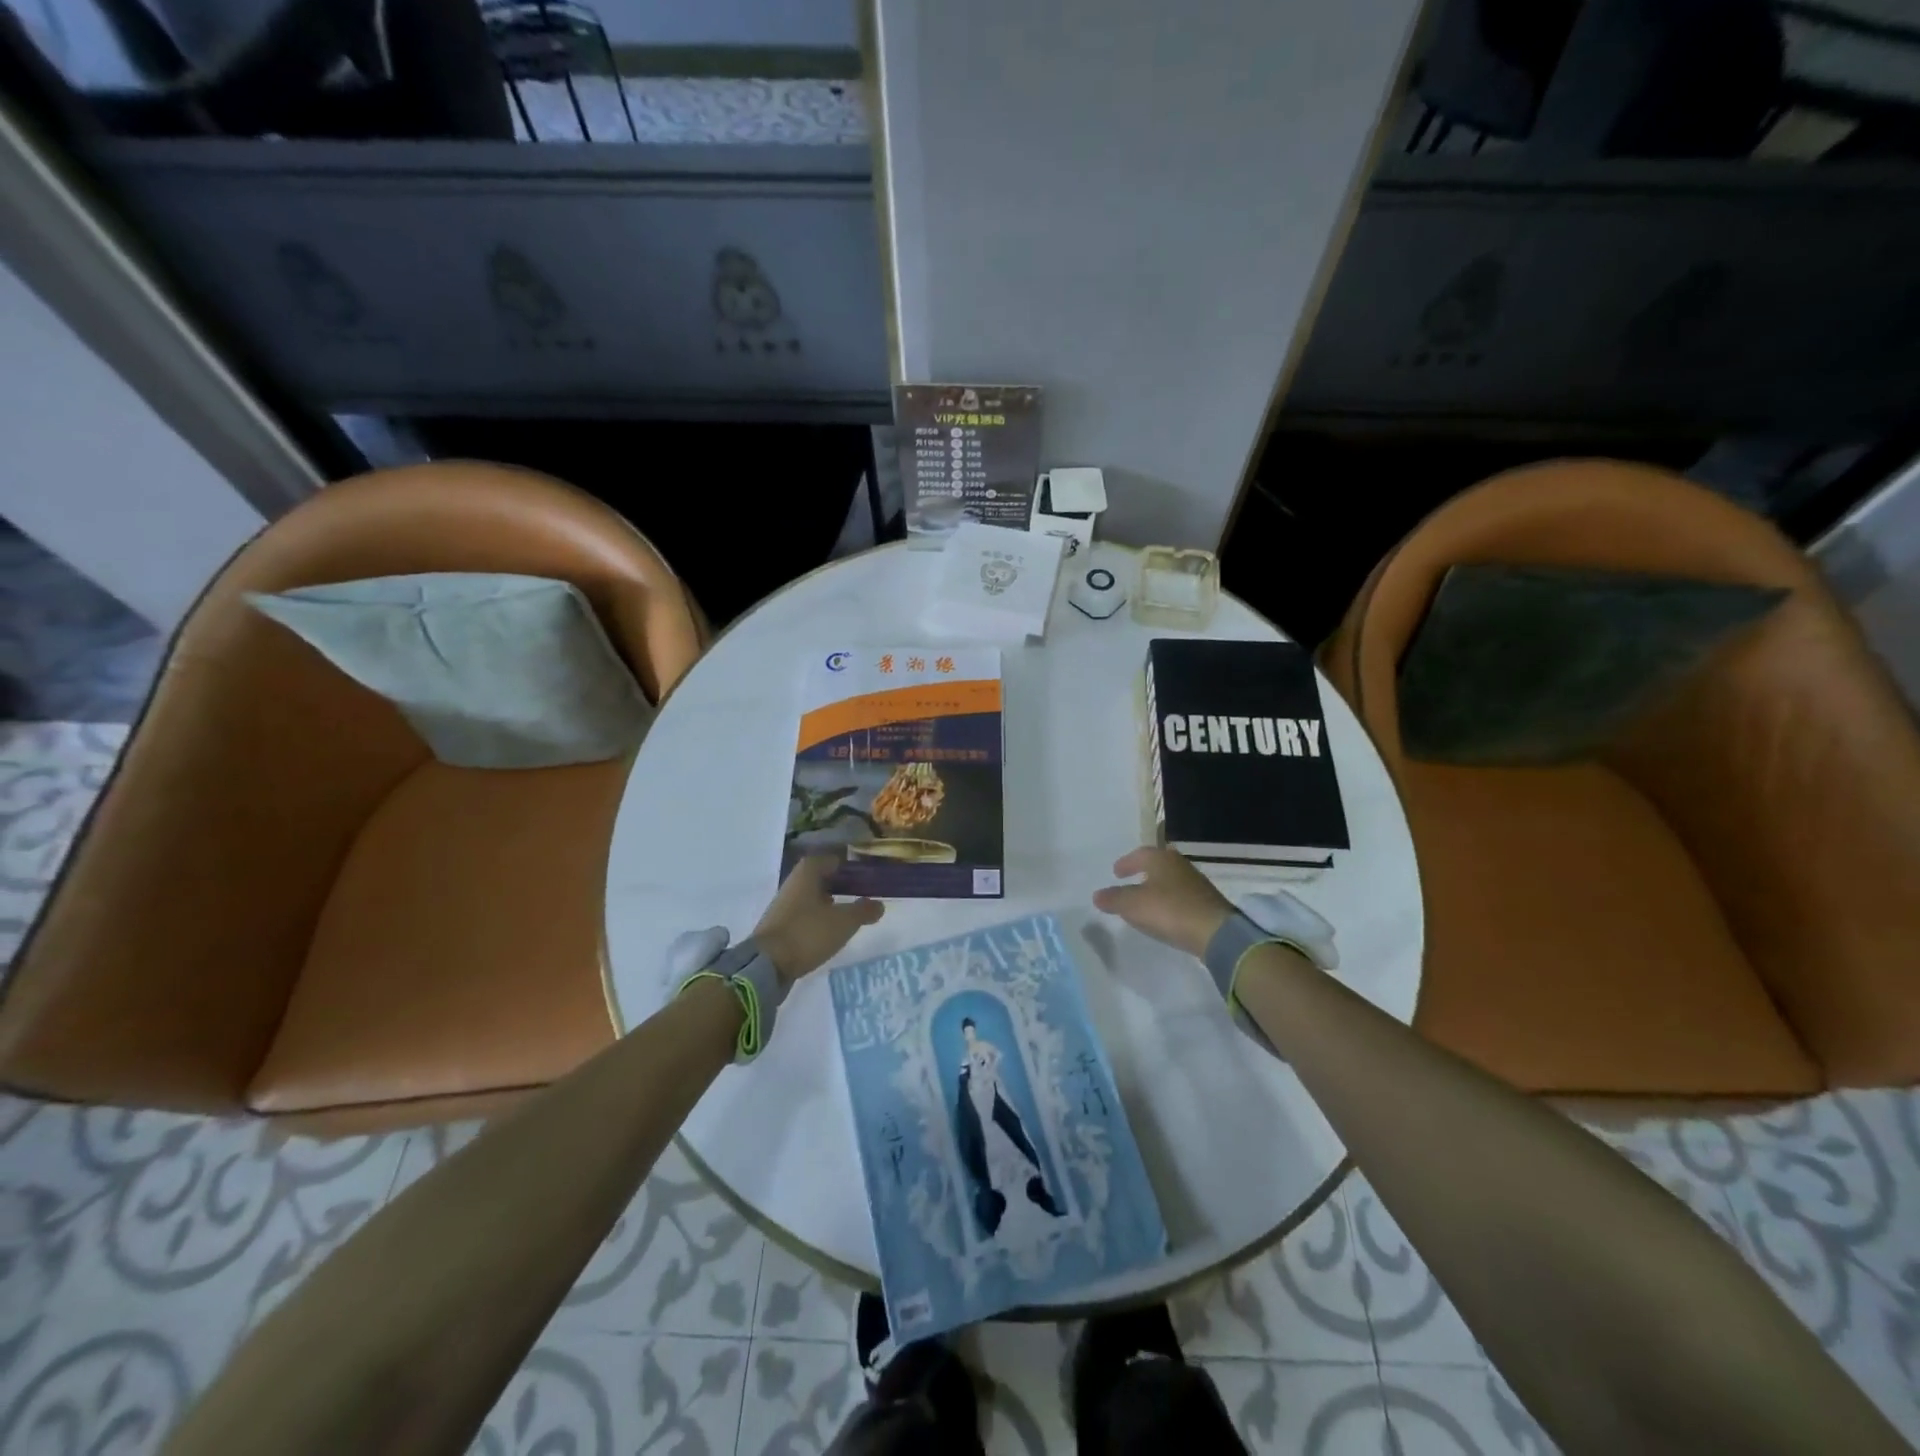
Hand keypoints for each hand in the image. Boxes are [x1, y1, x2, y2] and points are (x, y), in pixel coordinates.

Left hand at [753, 853, 884, 982]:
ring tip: (847, 916)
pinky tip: (827, 933)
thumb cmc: (808, 933)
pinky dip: (816, 920)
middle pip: (819, 878)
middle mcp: (793, 884)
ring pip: (810, 898)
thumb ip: (863, 911)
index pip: (830, 860)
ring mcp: (783, 906)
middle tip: (859, 896)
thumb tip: (879, 905)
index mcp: (807, 873)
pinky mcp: (778, 927)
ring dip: (827, 904)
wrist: (767, 965)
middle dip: (838, 886)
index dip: (847, 867)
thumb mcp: (844, 922)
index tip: (864, 877)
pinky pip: (803, 916)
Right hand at [1092, 846, 1235, 958]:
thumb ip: (1114, 899)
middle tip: (1131, 880)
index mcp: (1161, 859)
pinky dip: (1170, 900)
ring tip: (1146, 898)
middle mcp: (1180, 865)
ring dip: (1157, 886)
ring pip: (1171, 879)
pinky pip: (1181, 895)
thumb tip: (1097, 895)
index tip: (1116, 873)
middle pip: (1158, 864)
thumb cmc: (1169, 910)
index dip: (1126, 863)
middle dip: (1143, 871)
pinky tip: (1165, 912)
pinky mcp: (1207, 902)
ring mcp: (1196, 883)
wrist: (1216, 932)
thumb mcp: (1133, 905)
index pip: (1139, 854)